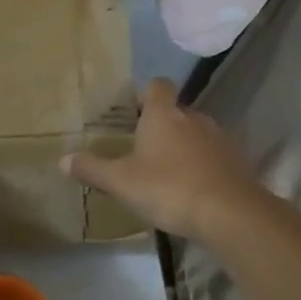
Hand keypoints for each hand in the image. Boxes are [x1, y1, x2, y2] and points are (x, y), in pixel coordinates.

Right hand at [61, 78, 260, 241]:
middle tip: (141, 149)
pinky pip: (213, 156)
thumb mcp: (121, 182)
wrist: (229, 213)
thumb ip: (92, 169)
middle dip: (161, 126)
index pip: (157, 86)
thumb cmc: (168, 188)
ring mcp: (220, 138)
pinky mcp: (237, 161)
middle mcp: (193, 118)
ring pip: (196, 133)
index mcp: (163, 115)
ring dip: (182, 146)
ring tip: (165, 172)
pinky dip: (201, 166)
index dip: (145, 94)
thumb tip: (63, 159)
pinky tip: (190, 189)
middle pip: (176, 111)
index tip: (133, 111)